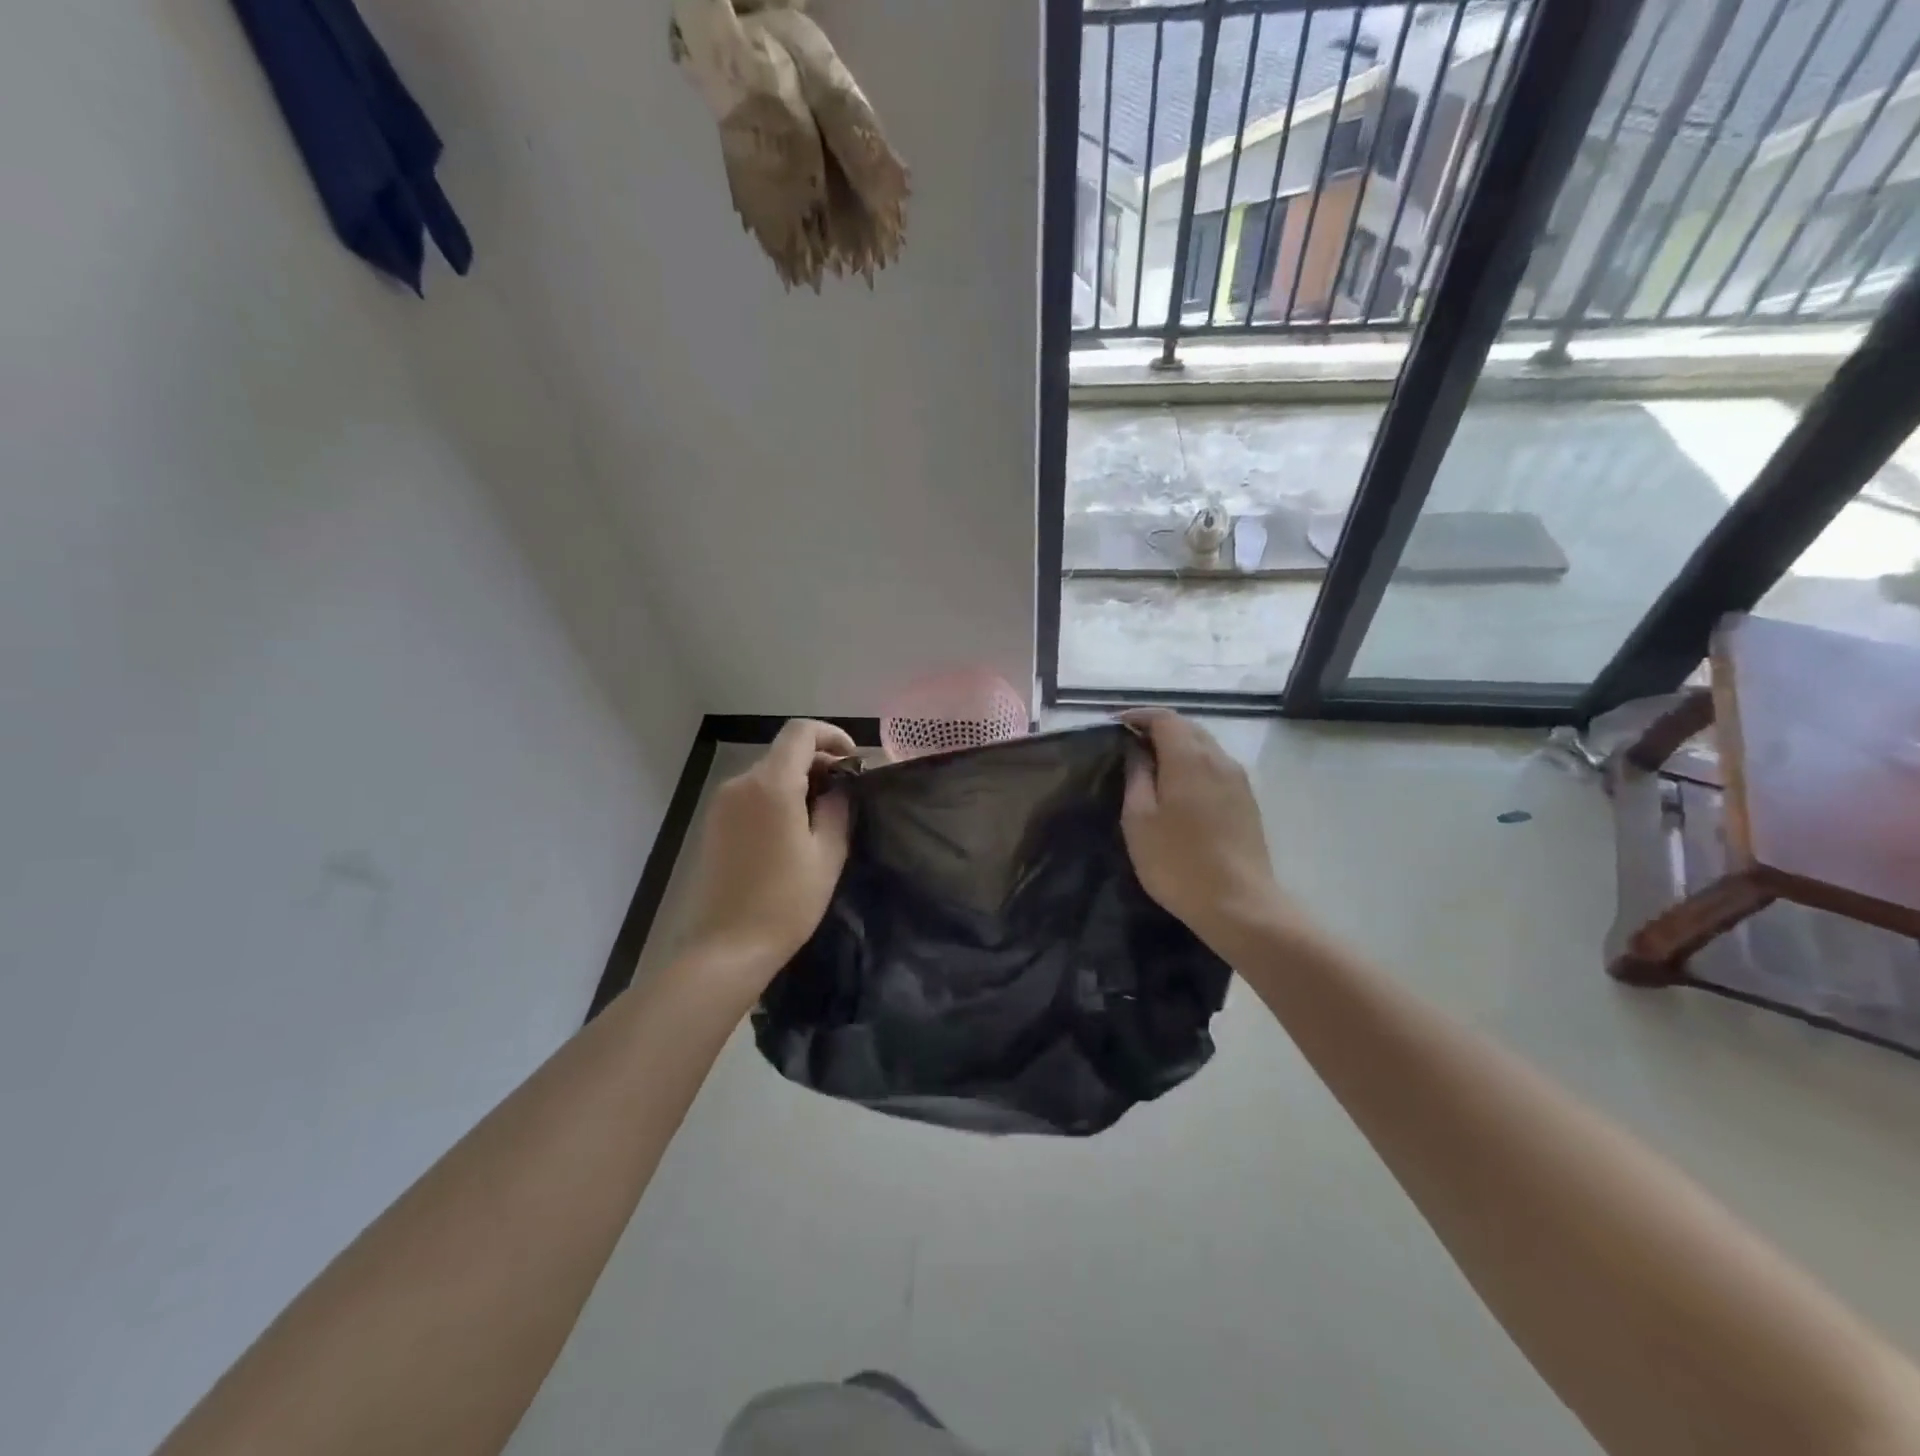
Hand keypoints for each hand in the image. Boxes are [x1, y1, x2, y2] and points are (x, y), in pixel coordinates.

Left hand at [679, 719, 857, 991]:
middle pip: (784, 752)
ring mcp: (722, 803)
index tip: (853, 761)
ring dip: (798, 782)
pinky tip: (792, 831)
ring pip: (768, 774)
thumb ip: (837, 808)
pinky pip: (752, 795)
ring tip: (823, 815)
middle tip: (846, 793)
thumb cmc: (785, 901)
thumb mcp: (827, 854)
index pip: (801, 731)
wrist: (727, 947)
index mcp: (771, 784)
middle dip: (819, 762)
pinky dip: (777, 798)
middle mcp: (741, 783)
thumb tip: (839, 785)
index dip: (832, 735)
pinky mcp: (713, 824)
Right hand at [1120, 709, 1292, 954]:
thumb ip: (1137, 776)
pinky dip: (1193, 765)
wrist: (1239, 904)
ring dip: (1177, 747)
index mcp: (1189, 758)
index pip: (1164, 718)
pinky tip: (1179, 789)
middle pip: (1187, 728)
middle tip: (1129, 745)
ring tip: (1151, 766)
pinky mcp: (1247, 801)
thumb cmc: (1178, 861)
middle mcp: (1219, 759)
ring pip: (1204, 747)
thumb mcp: (1139, 819)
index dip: (1138, 716)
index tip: (1114, 726)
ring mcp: (1238, 780)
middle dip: (1157, 729)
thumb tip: (1137, 750)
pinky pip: (1215, 767)